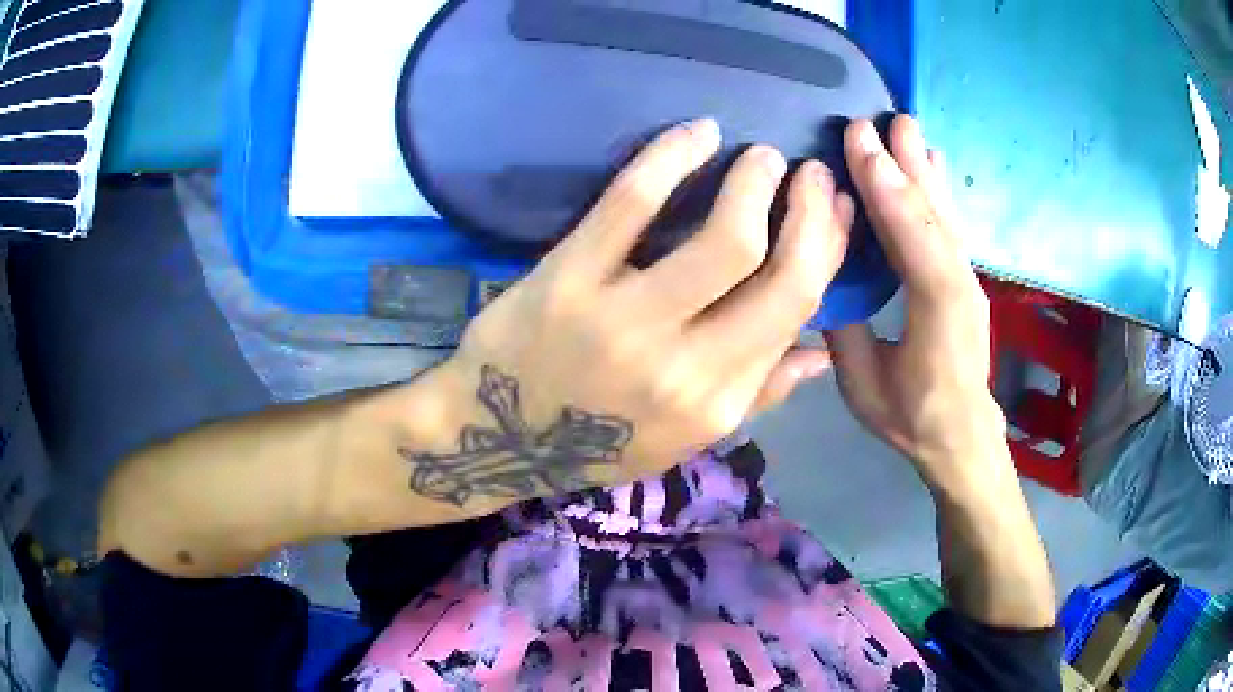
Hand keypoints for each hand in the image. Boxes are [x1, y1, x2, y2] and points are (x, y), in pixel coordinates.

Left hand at [430, 119, 852, 500]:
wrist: (496, 438)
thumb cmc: (593, 442)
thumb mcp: (682, 437)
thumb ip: (756, 395)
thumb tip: (819, 351)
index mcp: (716, 404)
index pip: (797, 311)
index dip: (827, 250)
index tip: (834, 210)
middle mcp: (684, 367)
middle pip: (780, 274)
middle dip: (809, 211)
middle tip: (807, 173)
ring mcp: (624, 320)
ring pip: (724, 236)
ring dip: (755, 181)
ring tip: (761, 157)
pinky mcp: (568, 279)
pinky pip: (631, 202)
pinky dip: (671, 155)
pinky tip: (696, 134)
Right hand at [824, 116, 1008, 494]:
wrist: (963, 437)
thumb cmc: (912, 417)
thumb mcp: (864, 385)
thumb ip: (845, 328)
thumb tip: (821, 273)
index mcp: (936, 314)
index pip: (915, 242)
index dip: (889, 191)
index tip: (861, 143)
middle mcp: (960, 285)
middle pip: (934, 214)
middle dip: (906, 164)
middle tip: (882, 119)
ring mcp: (968, 278)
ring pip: (947, 213)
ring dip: (926, 167)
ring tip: (909, 126)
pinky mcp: (966, 277)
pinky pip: (951, 224)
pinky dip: (938, 188)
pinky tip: (932, 163)